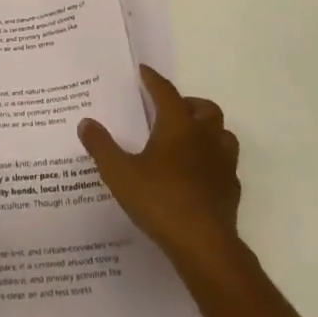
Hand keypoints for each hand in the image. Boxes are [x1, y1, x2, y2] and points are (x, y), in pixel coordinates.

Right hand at [79, 65, 240, 271]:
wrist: (203, 245)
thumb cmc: (160, 200)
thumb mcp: (120, 173)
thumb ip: (102, 146)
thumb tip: (86, 123)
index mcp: (178, 126)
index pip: (166, 92)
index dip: (153, 80)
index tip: (144, 71)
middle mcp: (204, 137)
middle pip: (204, 108)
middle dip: (188, 103)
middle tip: (169, 111)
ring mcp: (223, 163)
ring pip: (222, 133)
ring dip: (208, 130)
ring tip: (189, 139)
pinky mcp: (231, 189)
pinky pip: (226, 164)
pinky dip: (214, 161)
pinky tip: (200, 174)